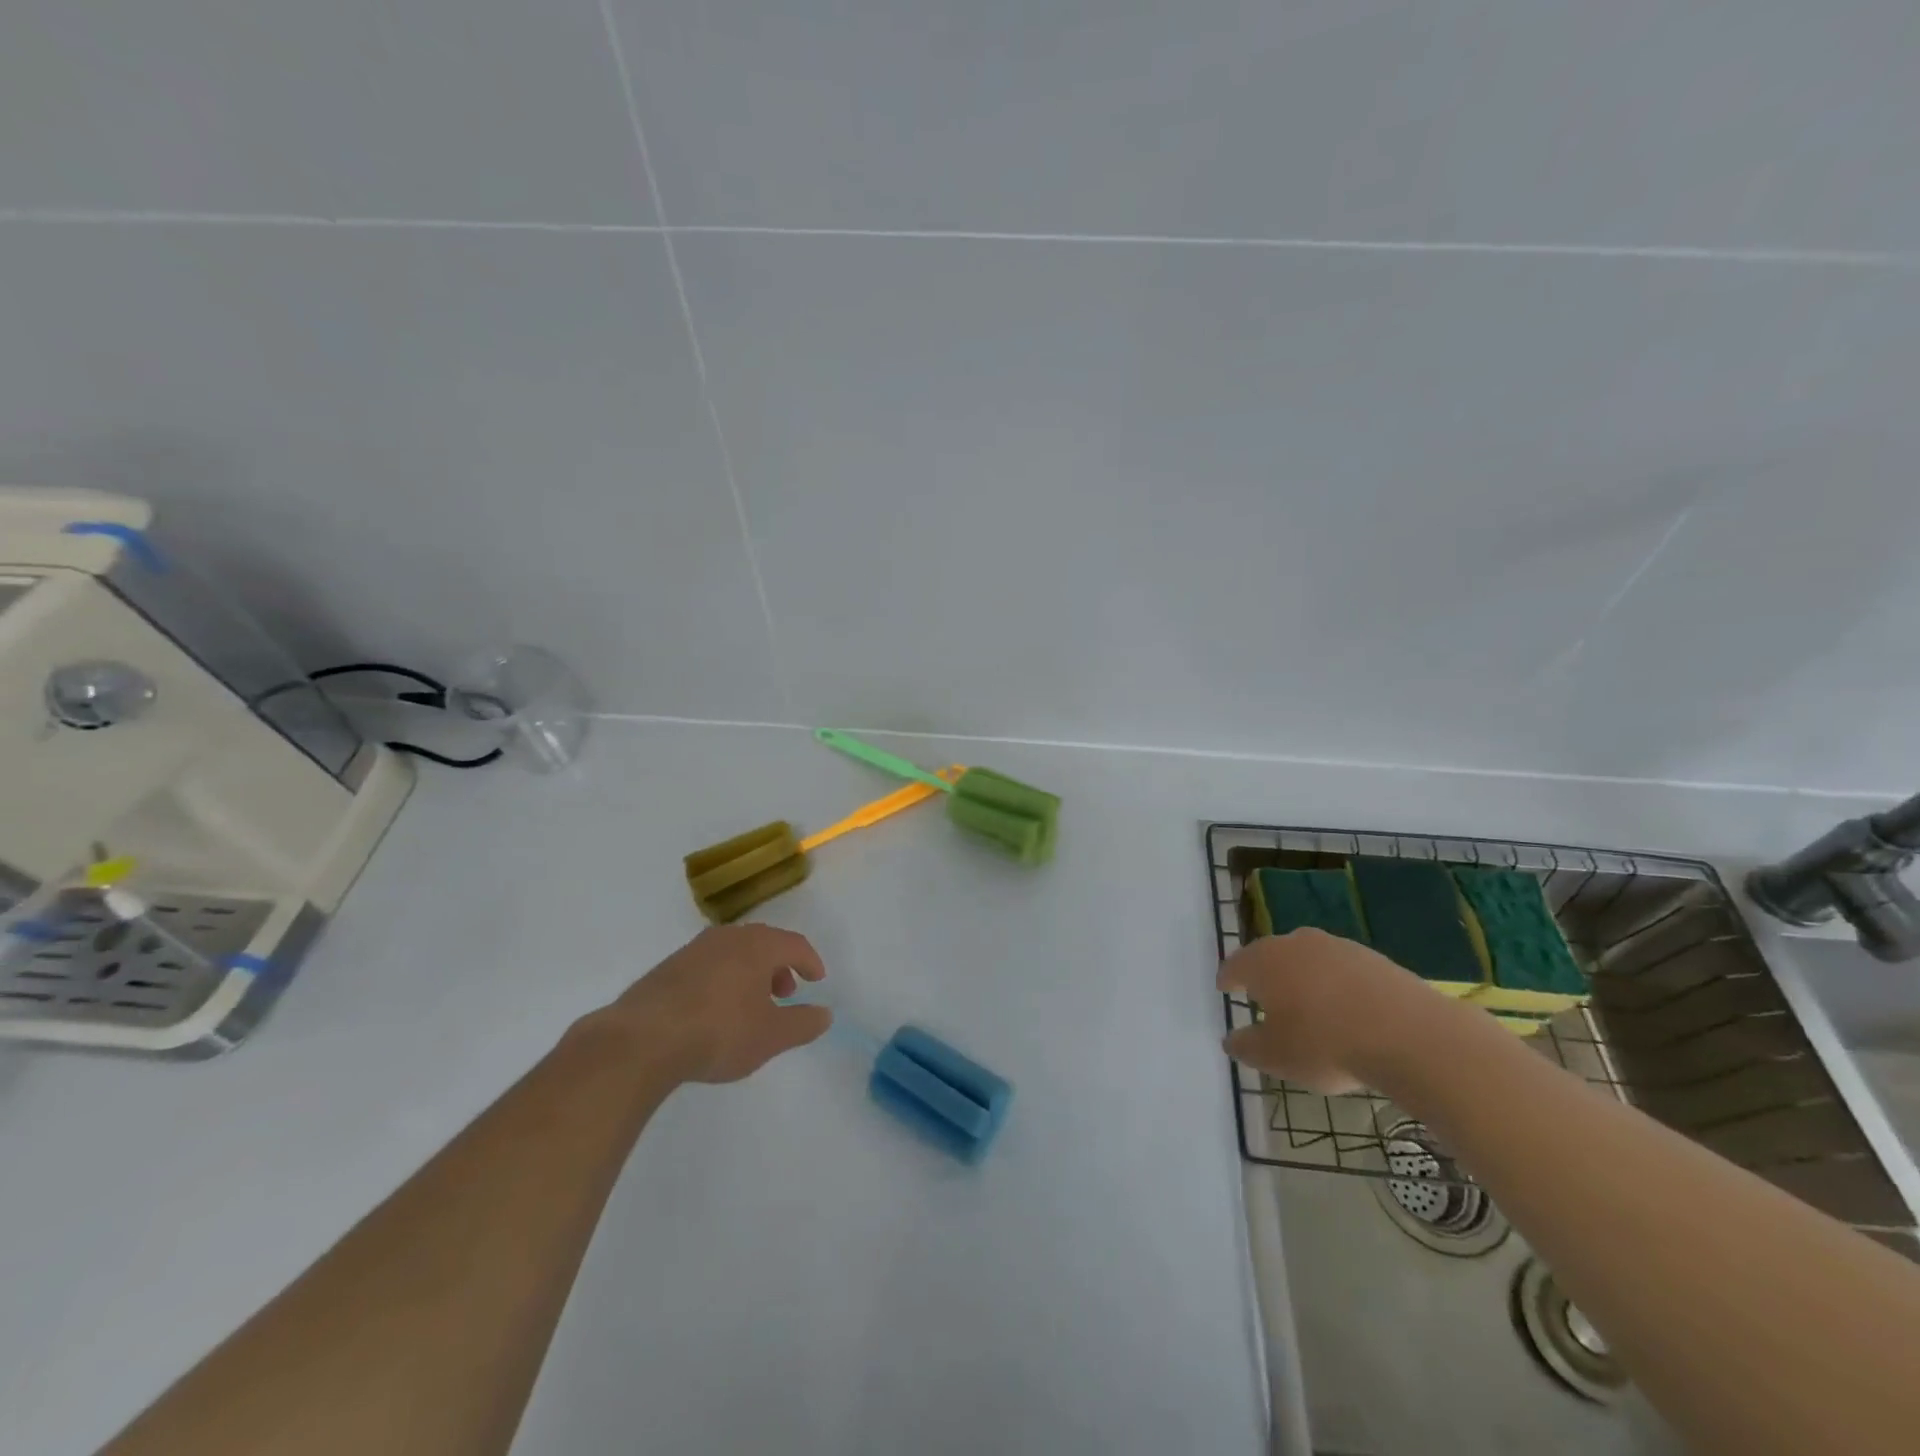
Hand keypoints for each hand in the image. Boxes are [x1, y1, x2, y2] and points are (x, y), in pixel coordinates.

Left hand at [598, 925, 831, 1083]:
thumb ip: (803, 1024)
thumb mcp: (771, 1036)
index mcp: (758, 945)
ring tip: (751, 1005)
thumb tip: (825, 1014)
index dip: (810, 961)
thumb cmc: (719, 1032)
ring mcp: (694, 950)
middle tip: (785, 993)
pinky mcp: (668, 968)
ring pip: (734, 953)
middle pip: (763, 943)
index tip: (817, 980)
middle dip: (780, 966)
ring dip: (750, 973)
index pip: (794, 944)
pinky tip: (715, 1010)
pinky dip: (723, 979)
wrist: (641, 1040)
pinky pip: (708, 965)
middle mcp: (728, 938)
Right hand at [1216, 929, 1447, 1093]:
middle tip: (1263, 996)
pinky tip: (1346, 1011)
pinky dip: (1336, 985)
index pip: (1235, 965)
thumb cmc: (1326, 1044)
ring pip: (1308, 959)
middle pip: (1271, 956)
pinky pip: (1341, 970)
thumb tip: (1232, 1039)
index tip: (1225, 988)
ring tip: (1307, 1006)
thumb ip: (1247, 1046)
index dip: (1228, 979)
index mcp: (1263, 961)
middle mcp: (1295, 943)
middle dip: (1265, 974)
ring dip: (1303, 978)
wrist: (1410, 1035)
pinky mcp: (1373, 958)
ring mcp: (1337, 946)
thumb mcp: (1275, 1057)